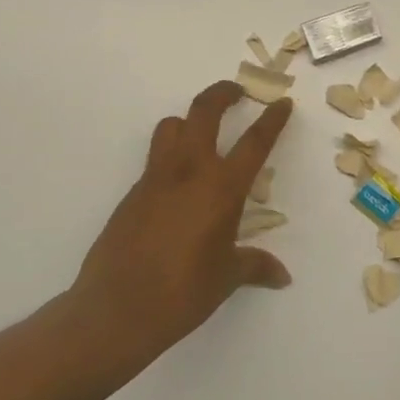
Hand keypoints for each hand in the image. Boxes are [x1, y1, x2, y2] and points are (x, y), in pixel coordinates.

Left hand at [68, 81, 293, 360]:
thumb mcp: (227, 277)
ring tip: (201, 133)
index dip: (272, 120)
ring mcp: (155, 179)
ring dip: (189, 120)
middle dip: (222, 93)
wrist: (117, 309)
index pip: (254, 142)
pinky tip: (178, 188)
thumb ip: (255, 266)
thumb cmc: (183, 292)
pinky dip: (170, 157)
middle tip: (236, 90)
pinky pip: (154, 160)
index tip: (281, 102)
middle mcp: (189, 172)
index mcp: (221, 188)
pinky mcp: (132, 193)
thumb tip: (282, 276)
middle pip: (204, 112)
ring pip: (171, 127)